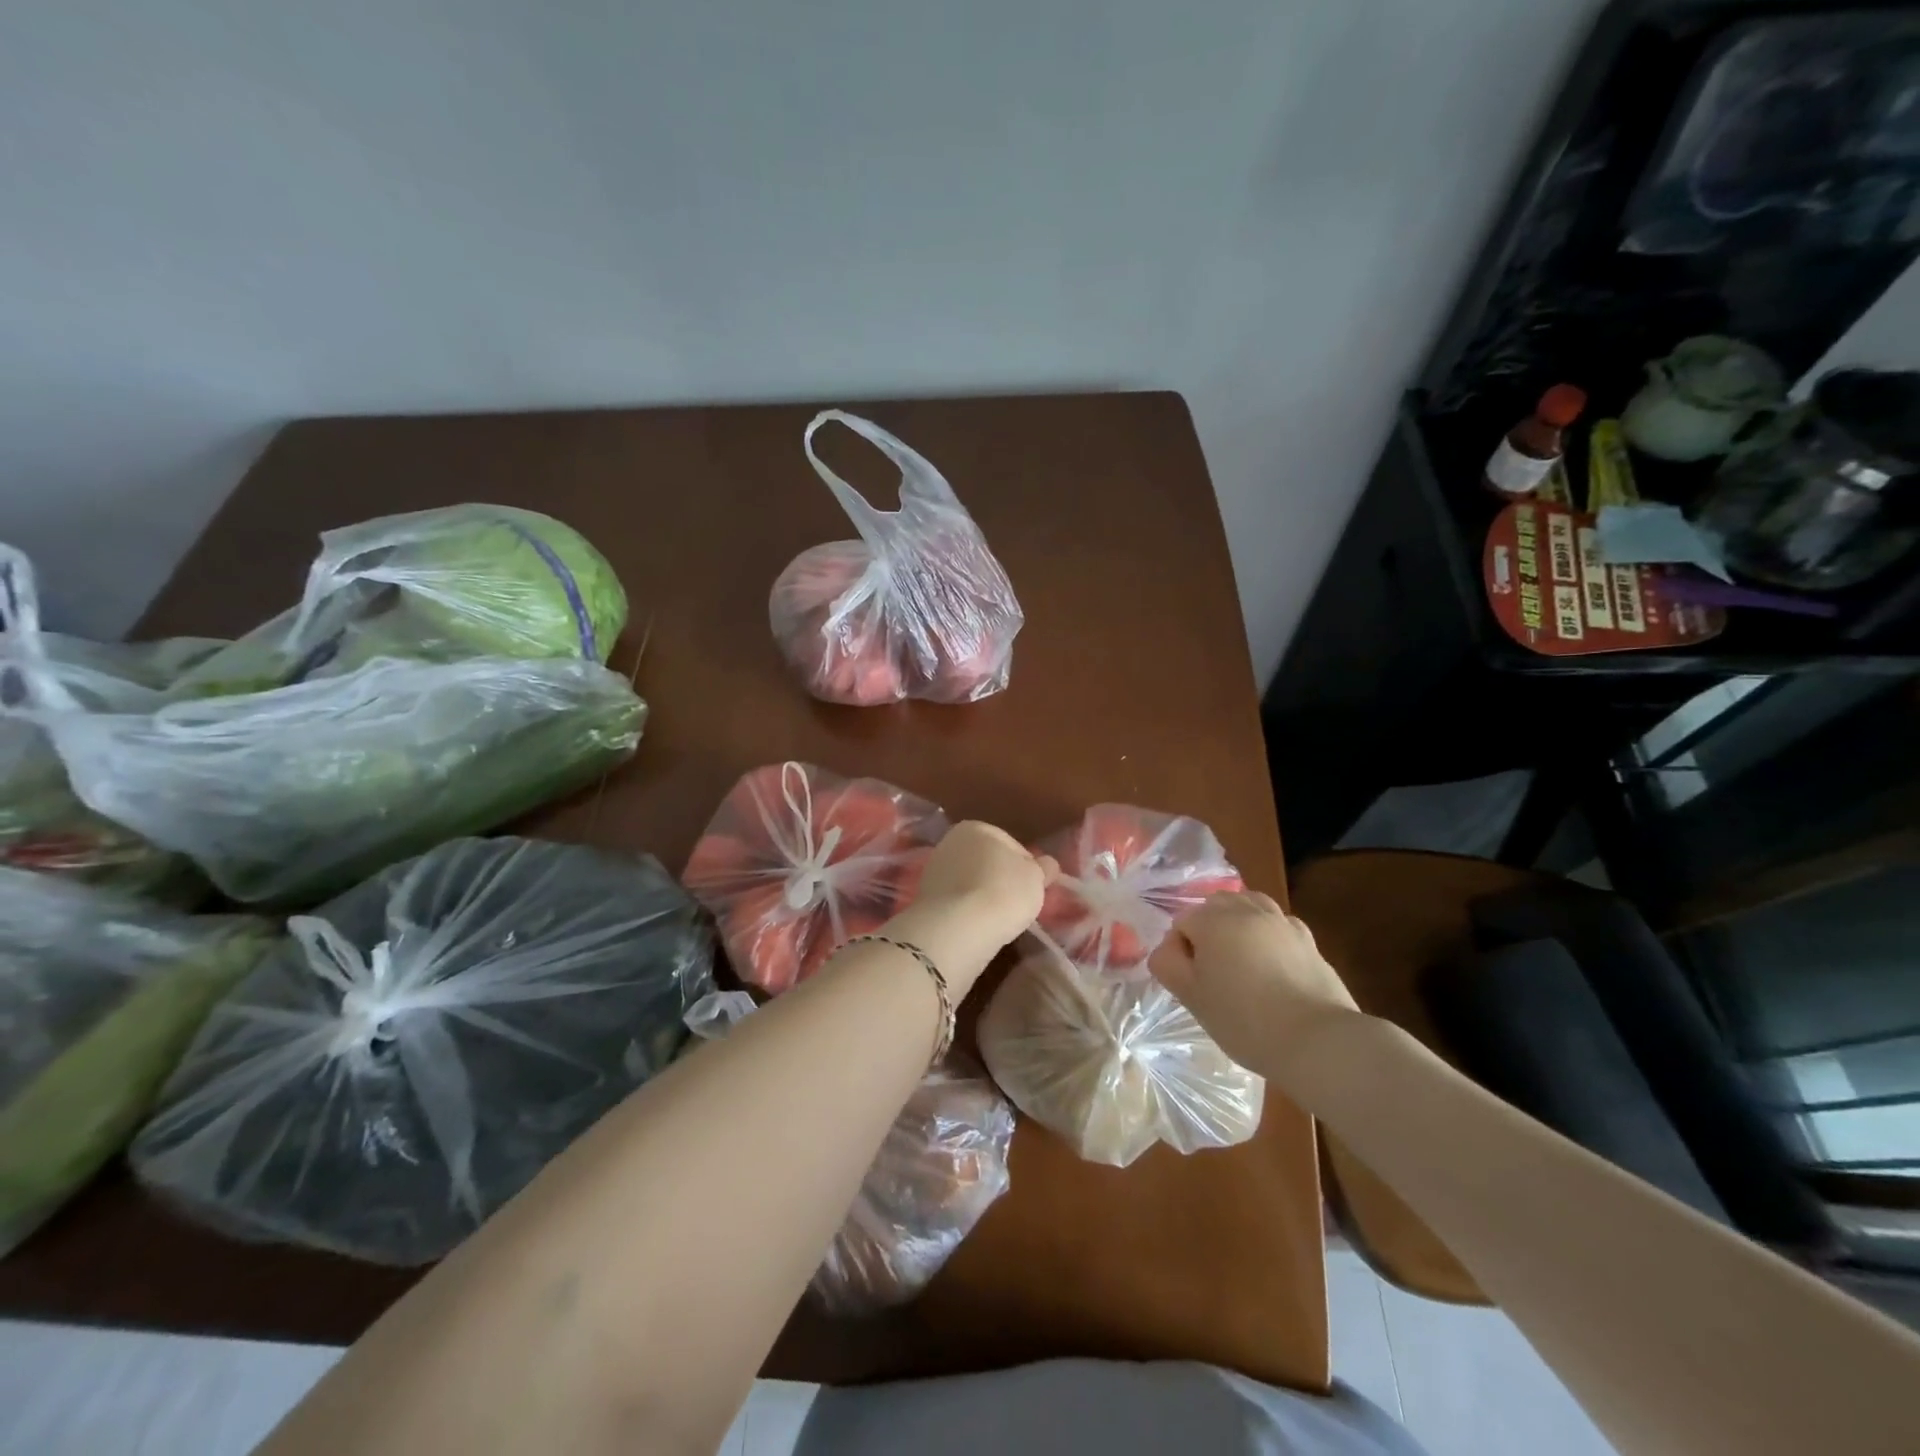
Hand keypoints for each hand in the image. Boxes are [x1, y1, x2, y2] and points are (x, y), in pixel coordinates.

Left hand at [885, 822, 1052, 996]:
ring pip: (970, 883)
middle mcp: (950, 842)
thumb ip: (1043, 868)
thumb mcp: (1036, 878)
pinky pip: (957, 903)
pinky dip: (968, 912)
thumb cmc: (1003, 891)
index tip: (1034, 889)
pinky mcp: (925, 900)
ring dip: (983, 897)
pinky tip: (978, 927)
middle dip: (1001, 880)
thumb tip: (1047, 865)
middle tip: (1018, 905)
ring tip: (999, 920)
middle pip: (987, 863)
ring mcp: (934, 871)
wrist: (958, 927)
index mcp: (976, 827)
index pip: (1012, 845)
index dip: (1028, 868)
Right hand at [1148, 892, 1359, 1070]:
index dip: (1179, 951)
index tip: (1191, 983)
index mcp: (1213, 920)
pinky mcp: (1308, 940)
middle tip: (1212, 971)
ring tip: (1239, 959)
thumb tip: (1168, 950)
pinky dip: (1268, 934)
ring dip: (1238, 924)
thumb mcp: (1191, 997)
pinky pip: (1278, 924)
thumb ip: (1168, 965)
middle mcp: (1246, 910)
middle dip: (1208, 929)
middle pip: (1215, 905)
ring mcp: (1281, 922)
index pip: (1182, 922)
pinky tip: (1271, 964)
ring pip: (1249, 905)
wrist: (1317, 1040)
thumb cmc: (1244, 1020)